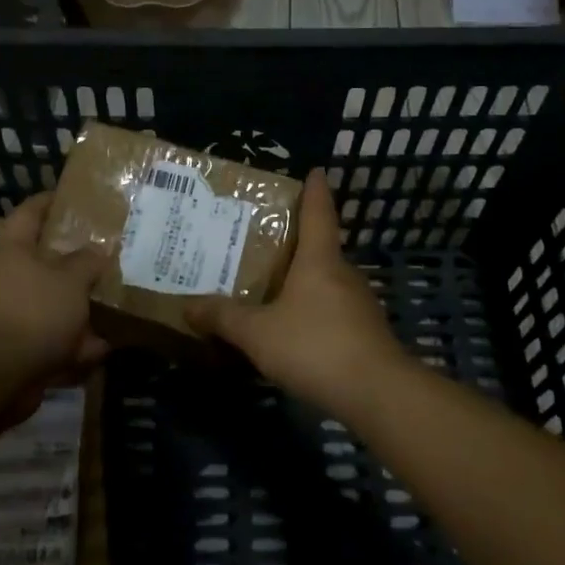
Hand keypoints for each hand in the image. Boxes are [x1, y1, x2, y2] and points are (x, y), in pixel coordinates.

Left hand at [0, 192, 108, 382]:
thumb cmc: (35, 311)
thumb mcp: (71, 279)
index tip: (70, 198)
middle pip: (42, 261)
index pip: (29, 213)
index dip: (48, 202)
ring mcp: (11, 314)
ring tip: (111, 303)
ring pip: (51, 302)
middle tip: (103, 255)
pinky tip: (103, 347)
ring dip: (78, 306)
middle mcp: (8, 278)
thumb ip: (88, 261)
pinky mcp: (18, 348)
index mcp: (14, 251)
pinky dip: (75, 344)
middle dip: (73, 261)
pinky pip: (53, 339)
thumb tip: (98, 250)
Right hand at [186, 168, 410, 416]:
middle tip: (265, 239)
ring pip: (327, 282)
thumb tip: (188, 306)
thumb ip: (223, 318)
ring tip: (273, 284)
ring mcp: (359, 304)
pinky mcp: (366, 333)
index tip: (315, 171)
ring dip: (304, 280)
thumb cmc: (314, 346)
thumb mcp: (257, 333)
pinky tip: (294, 327)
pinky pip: (333, 310)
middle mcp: (343, 274)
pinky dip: (313, 309)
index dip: (315, 190)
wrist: (376, 394)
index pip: (318, 213)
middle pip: (321, 248)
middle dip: (297, 241)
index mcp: (319, 261)